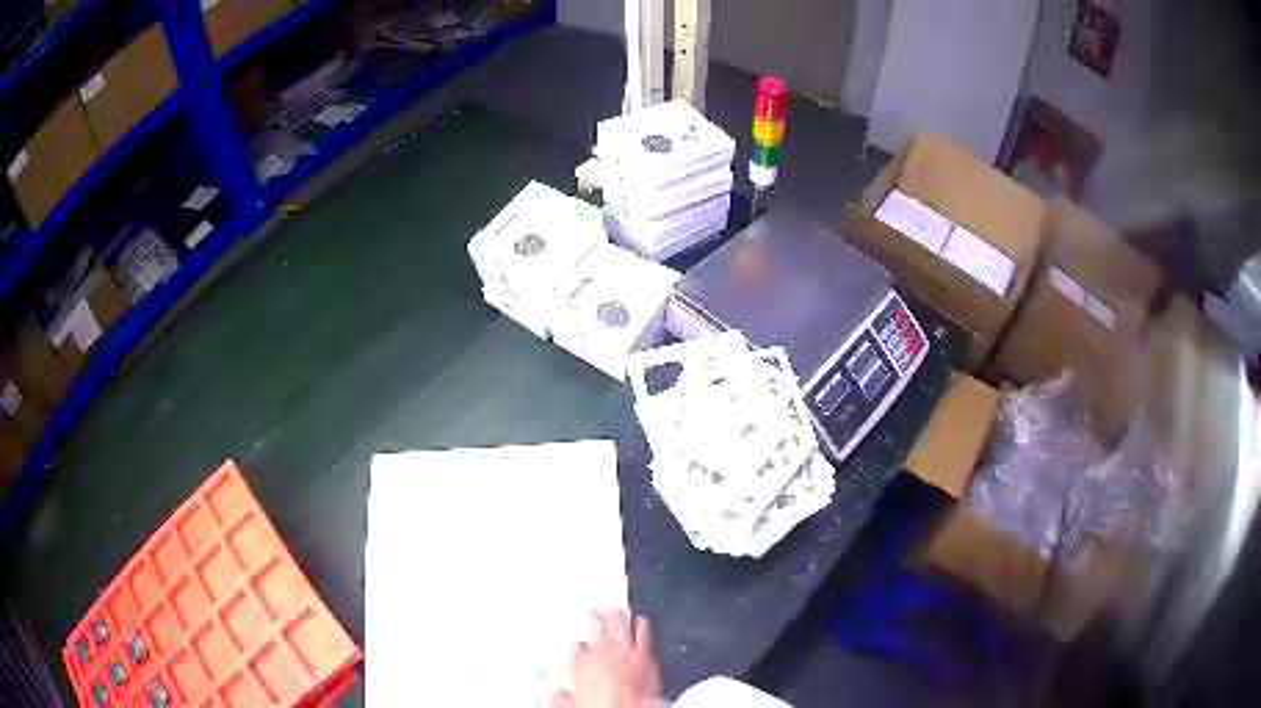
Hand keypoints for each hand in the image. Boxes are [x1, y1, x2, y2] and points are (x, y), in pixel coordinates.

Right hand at [552, 610, 662, 707]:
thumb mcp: (570, 704)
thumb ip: (562, 695)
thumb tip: (558, 694)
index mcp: (582, 663)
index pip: (576, 646)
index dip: (577, 643)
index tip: (578, 643)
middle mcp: (604, 653)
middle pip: (600, 625)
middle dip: (598, 617)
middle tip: (597, 612)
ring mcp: (628, 653)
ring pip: (623, 625)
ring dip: (620, 617)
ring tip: (619, 612)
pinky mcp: (648, 657)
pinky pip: (645, 636)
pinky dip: (643, 627)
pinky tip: (642, 624)